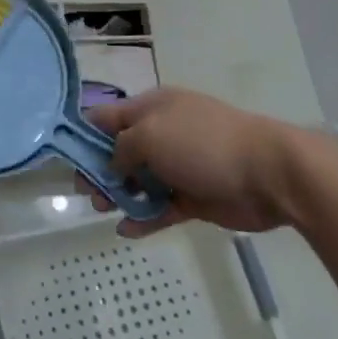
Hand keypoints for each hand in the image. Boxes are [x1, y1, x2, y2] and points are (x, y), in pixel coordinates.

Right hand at [80, 88, 312, 237]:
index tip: (67, 160)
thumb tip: (113, 163)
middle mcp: (162, 133)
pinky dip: (143, 218)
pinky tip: (126, 230)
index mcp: (151, 108)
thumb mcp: (150, 134)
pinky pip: (160, 208)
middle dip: (99, 171)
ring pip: (138, 181)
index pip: (107, 116)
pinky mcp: (194, 197)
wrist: (269, 174)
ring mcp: (179, 166)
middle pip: (119, 151)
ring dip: (119, 195)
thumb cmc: (203, 144)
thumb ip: (121, 147)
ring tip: (105, 210)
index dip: (85, 135)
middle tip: (88, 194)